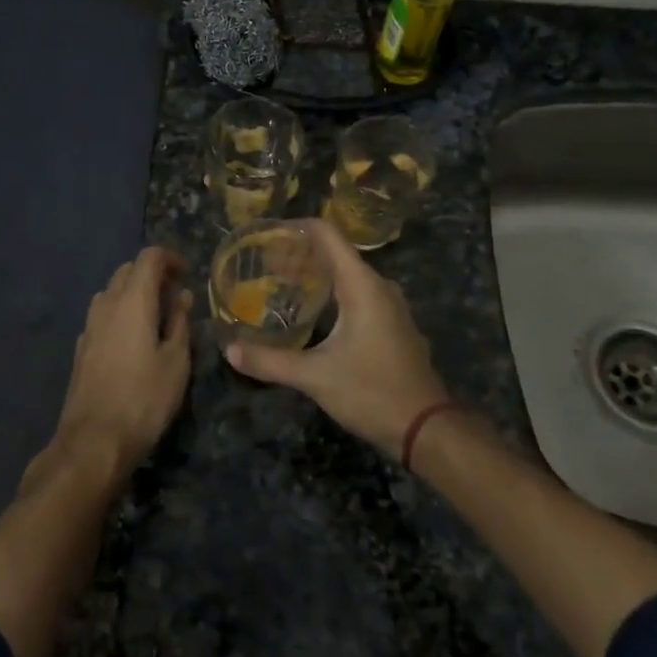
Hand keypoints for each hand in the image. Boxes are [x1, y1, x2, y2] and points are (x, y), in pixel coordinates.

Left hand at [53, 246, 192, 471]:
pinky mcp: (81, 349)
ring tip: (157, 317)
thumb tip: (182, 296)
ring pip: (111, 292)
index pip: (149, 257)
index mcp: (132, 301)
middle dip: (152, 274)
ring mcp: (89, 326)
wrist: (93, 442)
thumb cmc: (144, 399)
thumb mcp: (176, 361)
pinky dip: (121, 314)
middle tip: (176, 295)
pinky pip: (103, 316)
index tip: (187, 273)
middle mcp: (106, 305)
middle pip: (127, 271)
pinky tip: (134, 341)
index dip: (170, 258)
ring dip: (134, 294)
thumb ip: (179, 322)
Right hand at [227, 218, 448, 458]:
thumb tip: (230, 351)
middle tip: (264, 264)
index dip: (296, 228)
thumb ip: (270, 361)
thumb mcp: (315, 377)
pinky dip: (333, 292)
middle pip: (335, 253)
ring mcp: (390, 305)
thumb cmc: (372, 392)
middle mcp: (379, 286)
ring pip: (348, 275)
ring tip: (282, 283)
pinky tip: (312, 311)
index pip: (327, 234)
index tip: (267, 235)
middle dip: (299, 254)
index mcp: (362, 285)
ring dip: (316, 274)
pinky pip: (359, 293)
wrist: (426, 429)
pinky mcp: (393, 324)